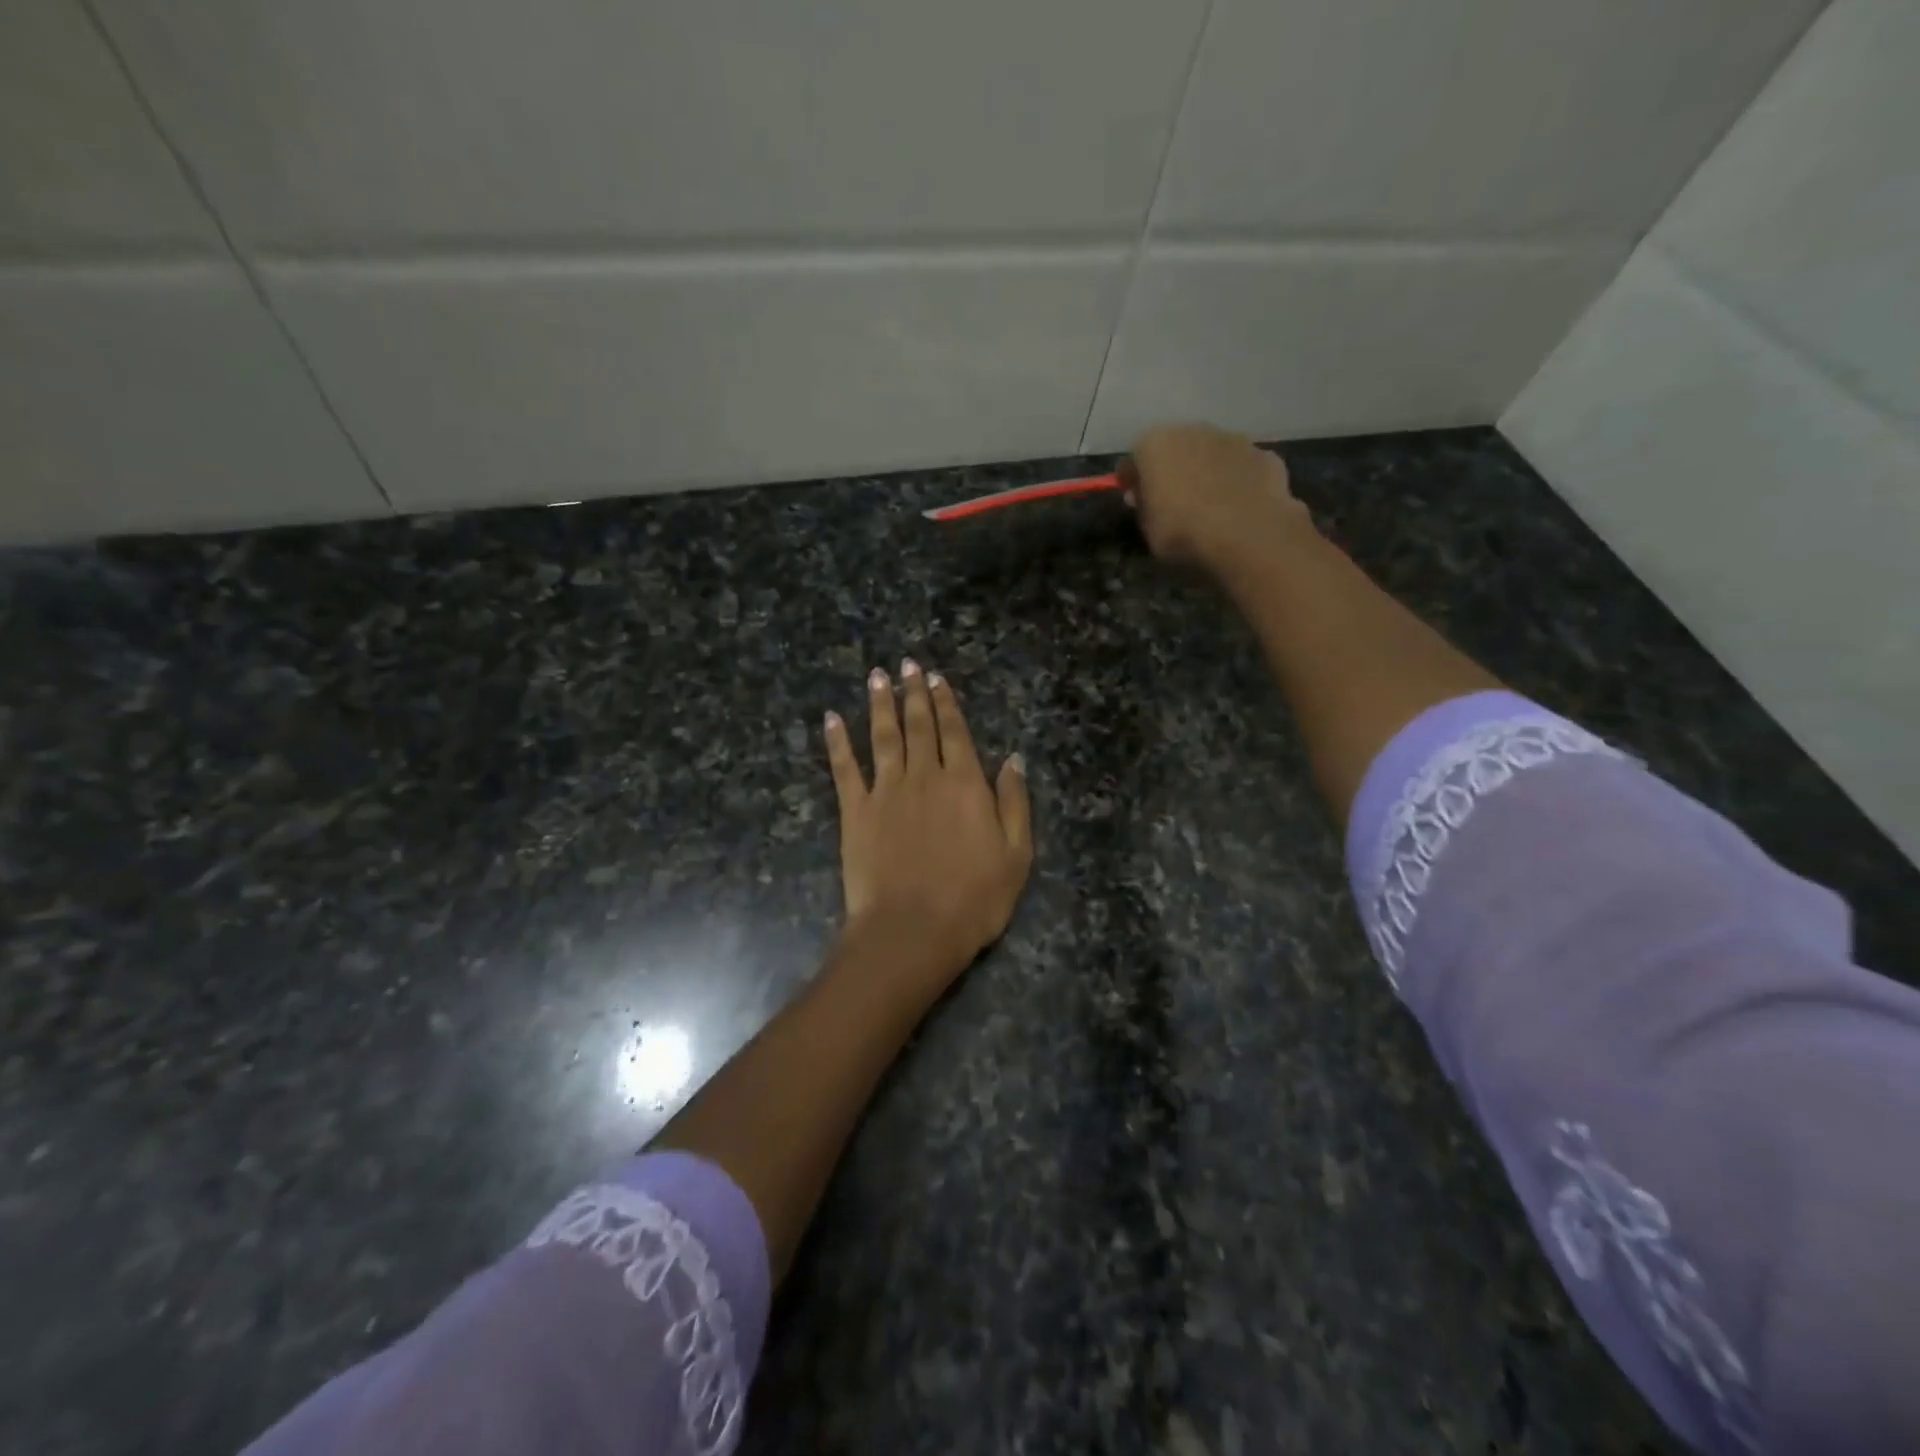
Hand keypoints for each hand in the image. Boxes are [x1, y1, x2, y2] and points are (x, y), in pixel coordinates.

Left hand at [823, 660, 1031, 993]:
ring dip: (880, 704)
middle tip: (906, 664)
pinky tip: (832, 719)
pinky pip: (845, 768)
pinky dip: (837, 741)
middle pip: (918, 725)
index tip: (936, 678)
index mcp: (965, 783)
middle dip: (914, 692)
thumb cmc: (974, 899)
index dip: (946, 702)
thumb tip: (1013, 759)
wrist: (913, 930)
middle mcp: (925, 776)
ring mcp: (886, 791)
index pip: (955, 732)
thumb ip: (1014, 802)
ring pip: (883, 736)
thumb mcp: (1016, 854)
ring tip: (877, 676)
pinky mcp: (855, 811)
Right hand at [1122, 424, 1311, 575]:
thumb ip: (1144, 507)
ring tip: (1210, 505)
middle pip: (1176, 448)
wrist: (1247, 533)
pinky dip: (1239, 481)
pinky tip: (1240, 506)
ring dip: (1208, 471)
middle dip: (1173, 469)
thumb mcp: (1148, 529)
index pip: (1135, 458)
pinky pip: (1243, 467)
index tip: (1135, 500)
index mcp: (1155, 445)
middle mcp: (1193, 430)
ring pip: (1212, 453)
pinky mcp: (1264, 454)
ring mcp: (1233, 439)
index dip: (1134, 480)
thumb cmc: (1184, 531)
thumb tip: (1143, 497)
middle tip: (1173, 501)